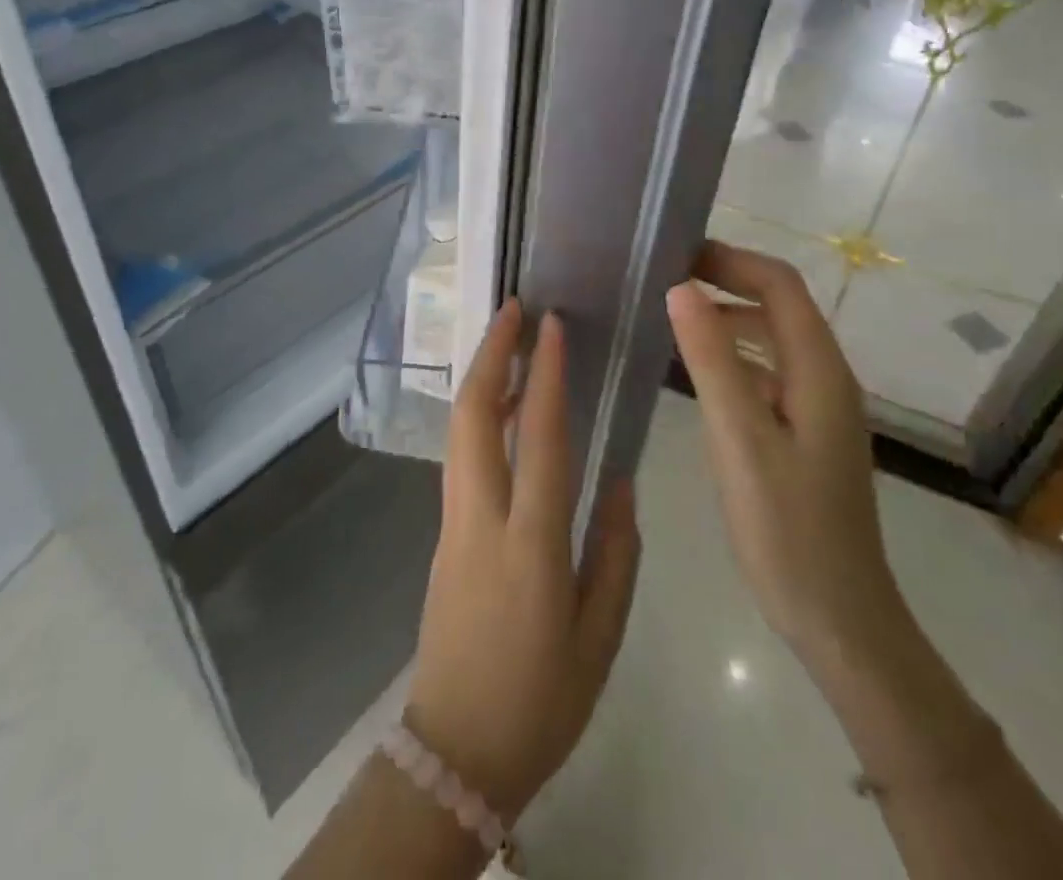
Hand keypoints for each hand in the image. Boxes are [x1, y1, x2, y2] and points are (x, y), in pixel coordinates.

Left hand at [405, 301, 641, 821]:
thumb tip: (620, 479)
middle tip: (511, 310)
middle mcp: (482, 519)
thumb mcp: (601, 638)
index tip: (550, 325)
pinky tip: (506, 409)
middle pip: (475, 417)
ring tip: (509, 343)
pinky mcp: (443, 534)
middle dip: (491, 355)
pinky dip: (480, 417)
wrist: (456, 752)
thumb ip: (616, 553)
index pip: (539, 439)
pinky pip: (461, 457)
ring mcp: (453, 523)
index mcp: (531, 545)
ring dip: (482, 379)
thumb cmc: (541, 700)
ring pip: (460, 431)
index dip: (545, 376)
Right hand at [666, 241, 901, 659]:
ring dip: (728, 316)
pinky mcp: (807, 432)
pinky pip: (769, 372)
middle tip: (664, 280)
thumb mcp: (740, 440)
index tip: (676, 255)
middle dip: (726, 281)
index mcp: (819, 371)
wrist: (839, 619)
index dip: (731, 260)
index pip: (780, 285)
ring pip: (773, 338)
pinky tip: (697, 372)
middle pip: (779, 305)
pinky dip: (734, 355)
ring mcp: (819, 407)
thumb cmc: (787, 530)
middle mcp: (826, 377)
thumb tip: (681, 288)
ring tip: (673, 315)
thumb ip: (712, 361)